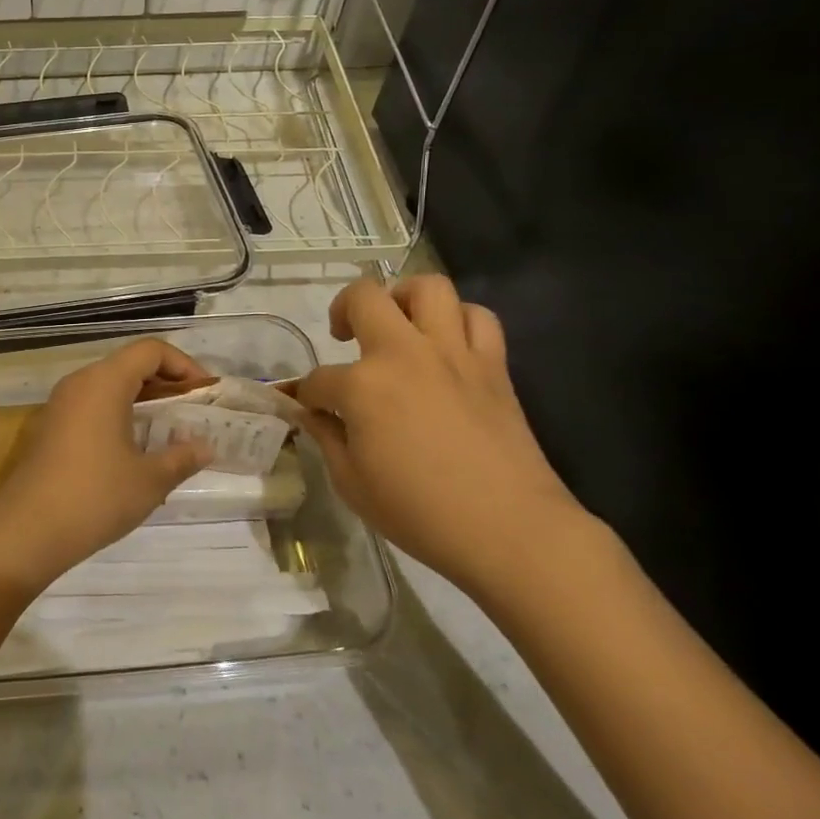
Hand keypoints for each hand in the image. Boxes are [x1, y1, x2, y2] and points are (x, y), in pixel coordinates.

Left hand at [0, 339, 214, 595]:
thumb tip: (205, 447)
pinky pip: (92, 406)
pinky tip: (134, 449)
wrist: (27, 530)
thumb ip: (181, 457)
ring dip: (142, 400)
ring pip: (109, 386)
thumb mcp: (149, 480)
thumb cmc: (95, 496)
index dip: (183, 365)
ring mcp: (60, 404)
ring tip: (169, 431)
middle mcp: (80, 382)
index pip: (150, 351)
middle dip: (165, 383)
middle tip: (193, 412)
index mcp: (104, 382)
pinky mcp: (50, 427)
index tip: (204, 394)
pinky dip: (119, 414)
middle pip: (129, 364)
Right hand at [292, 275, 585, 599]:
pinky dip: (459, 320)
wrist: (511, 530)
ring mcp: (452, 354)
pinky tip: (446, 344)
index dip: (307, 395)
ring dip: (404, 297)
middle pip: (364, 297)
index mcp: (362, 386)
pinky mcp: (493, 365)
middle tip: (343, 335)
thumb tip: (311, 413)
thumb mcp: (351, 483)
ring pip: (428, 288)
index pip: (318, 379)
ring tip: (398, 323)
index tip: (308, 410)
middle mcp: (404, 354)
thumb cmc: (420, 513)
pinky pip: (478, 318)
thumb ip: (326, 438)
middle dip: (342, 310)